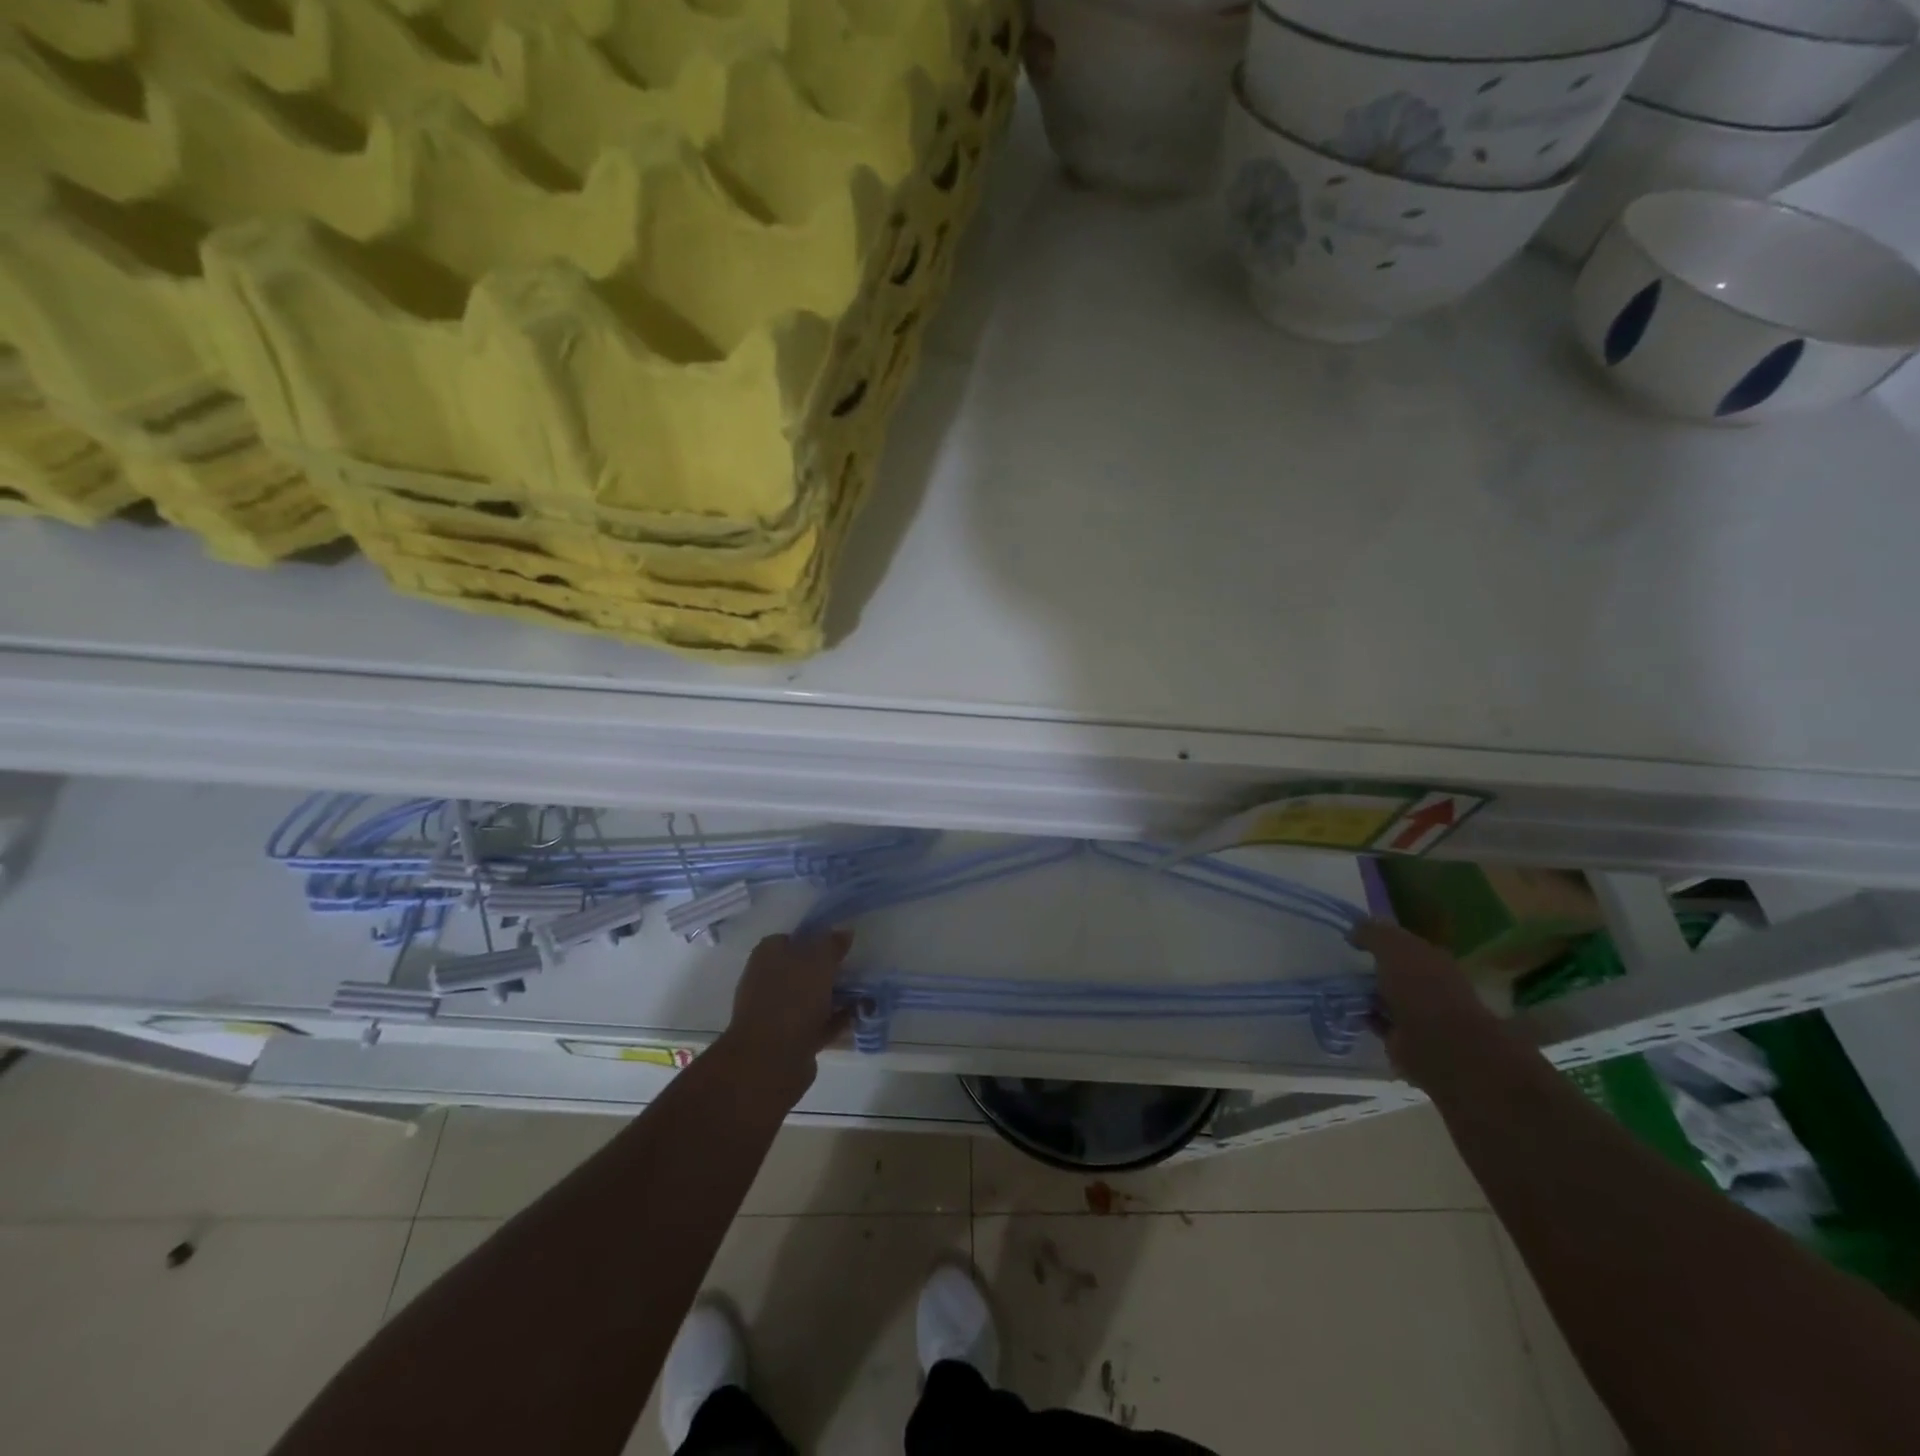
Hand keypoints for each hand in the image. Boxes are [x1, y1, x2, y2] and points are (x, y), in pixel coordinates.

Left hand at [719, 931, 854, 1102]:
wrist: (772, 1060)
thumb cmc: (793, 998)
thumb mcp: (819, 961)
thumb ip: (832, 944)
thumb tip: (844, 932)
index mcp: (767, 956)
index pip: (790, 938)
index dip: (814, 939)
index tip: (839, 944)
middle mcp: (767, 981)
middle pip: (802, 969)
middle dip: (827, 970)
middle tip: (855, 968)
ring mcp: (776, 1012)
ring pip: (811, 997)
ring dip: (834, 996)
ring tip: (864, 993)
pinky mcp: (789, 1039)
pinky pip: (817, 1023)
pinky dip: (835, 1020)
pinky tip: (857, 1017)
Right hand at [1350, 920, 1504, 1089]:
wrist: (1439, 1044)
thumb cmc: (1420, 987)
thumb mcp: (1393, 947)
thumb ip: (1373, 933)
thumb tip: (1353, 930)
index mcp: (1433, 959)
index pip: (1404, 943)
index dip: (1380, 938)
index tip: (1352, 936)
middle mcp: (1429, 984)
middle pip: (1395, 970)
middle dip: (1372, 966)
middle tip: (1342, 961)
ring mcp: (1419, 1013)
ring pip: (1385, 995)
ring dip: (1366, 992)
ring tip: (1337, 985)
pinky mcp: (1405, 1038)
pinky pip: (1379, 1020)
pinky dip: (1364, 1015)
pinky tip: (1346, 1008)